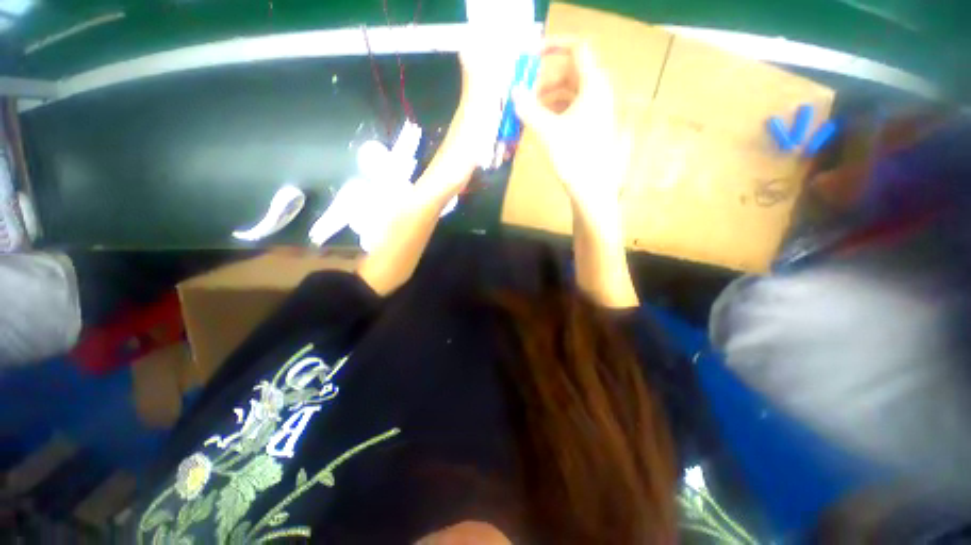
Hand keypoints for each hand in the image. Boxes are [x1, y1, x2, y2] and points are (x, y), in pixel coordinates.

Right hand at [512, 38, 628, 221]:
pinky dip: (553, 111)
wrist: (591, 189)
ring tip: (527, 113)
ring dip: (546, 99)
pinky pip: (569, 109)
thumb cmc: (573, 158)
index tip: (530, 57)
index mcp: (593, 86)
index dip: (553, 47)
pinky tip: (539, 124)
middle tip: (523, 95)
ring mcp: (594, 111)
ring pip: (567, 93)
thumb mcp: (547, 131)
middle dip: (543, 81)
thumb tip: (513, 91)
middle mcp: (597, 93)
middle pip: (568, 74)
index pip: (576, 50)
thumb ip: (528, 109)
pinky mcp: (589, 127)